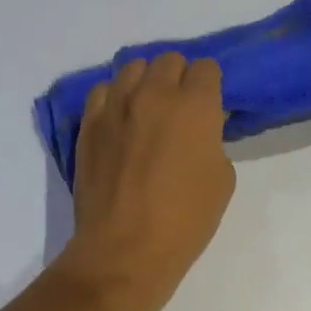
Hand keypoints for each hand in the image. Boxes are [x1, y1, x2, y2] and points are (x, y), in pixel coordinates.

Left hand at [56, 52, 235, 310]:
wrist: (125, 249)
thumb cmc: (184, 221)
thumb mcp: (222, 181)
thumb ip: (214, 142)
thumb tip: (201, 130)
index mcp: (194, 106)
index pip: (207, 68)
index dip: (211, 86)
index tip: (211, 108)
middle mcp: (153, 94)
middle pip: (169, 60)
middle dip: (180, 79)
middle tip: (182, 111)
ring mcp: (115, 106)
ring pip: (133, 68)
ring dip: (146, 83)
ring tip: (149, 112)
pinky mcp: (89, 124)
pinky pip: (104, 91)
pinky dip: (116, 99)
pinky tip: (122, 123)